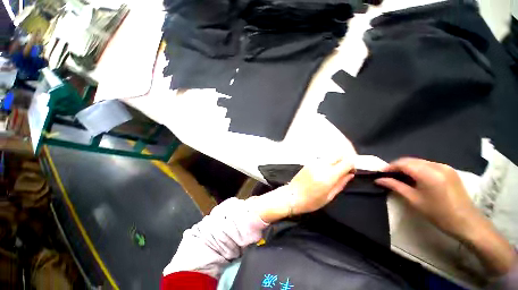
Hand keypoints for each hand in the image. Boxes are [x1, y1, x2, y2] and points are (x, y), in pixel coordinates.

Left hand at [251, 157, 353, 223]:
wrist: (292, 196)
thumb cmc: (311, 201)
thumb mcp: (329, 196)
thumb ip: (341, 184)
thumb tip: (350, 174)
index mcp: (328, 176)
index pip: (346, 162)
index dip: (352, 164)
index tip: (352, 170)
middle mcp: (321, 166)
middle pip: (338, 154)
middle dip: (345, 158)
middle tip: (346, 168)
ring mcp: (314, 162)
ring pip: (330, 155)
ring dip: (336, 159)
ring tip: (336, 169)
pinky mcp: (309, 162)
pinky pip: (322, 158)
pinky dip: (328, 161)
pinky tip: (327, 169)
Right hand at [375, 157, 479, 239]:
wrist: (467, 222)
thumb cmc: (439, 214)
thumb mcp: (414, 200)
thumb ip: (395, 186)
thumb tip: (379, 180)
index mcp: (428, 173)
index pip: (403, 163)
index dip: (389, 167)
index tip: (381, 173)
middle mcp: (437, 166)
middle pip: (411, 160)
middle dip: (397, 166)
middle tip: (388, 175)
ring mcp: (445, 167)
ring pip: (419, 161)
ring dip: (407, 167)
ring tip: (400, 177)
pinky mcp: (449, 170)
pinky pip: (428, 165)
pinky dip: (418, 168)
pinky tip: (416, 178)